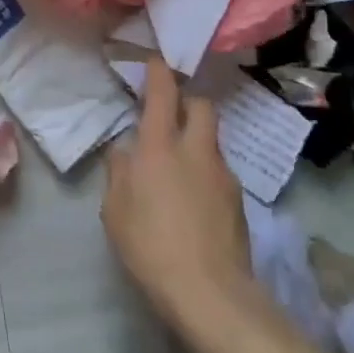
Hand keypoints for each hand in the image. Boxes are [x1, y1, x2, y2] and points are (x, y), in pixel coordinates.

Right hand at [102, 57, 253, 329]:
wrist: (209, 292)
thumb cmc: (149, 244)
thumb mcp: (115, 209)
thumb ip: (119, 172)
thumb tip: (124, 152)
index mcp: (160, 146)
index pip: (164, 94)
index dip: (159, 72)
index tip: (155, 61)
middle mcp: (196, 150)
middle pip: (201, 106)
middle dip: (187, 100)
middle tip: (170, 111)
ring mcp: (222, 174)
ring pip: (211, 139)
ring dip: (195, 139)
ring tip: (177, 164)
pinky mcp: (238, 200)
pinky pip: (217, 170)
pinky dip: (204, 170)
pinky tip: (191, 197)